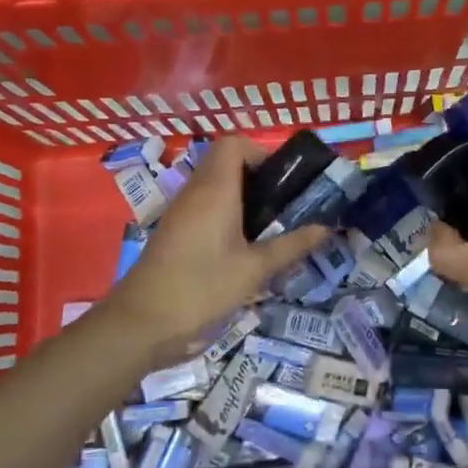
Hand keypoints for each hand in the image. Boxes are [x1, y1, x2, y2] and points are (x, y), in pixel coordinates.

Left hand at [107, 136, 326, 359]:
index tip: (282, 181)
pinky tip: (242, 245)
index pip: (233, 144)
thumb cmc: (201, 288)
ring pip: (213, 184)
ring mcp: (180, 211)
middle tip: (283, 203)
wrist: (141, 323)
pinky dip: (225, 212)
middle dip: (256, 176)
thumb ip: (291, 246)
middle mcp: (195, 192)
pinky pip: (203, 205)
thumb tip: (325, 228)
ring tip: (268, 224)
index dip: (260, 153)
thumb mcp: (254, 270)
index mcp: (215, 190)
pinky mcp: (174, 231)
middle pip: (225, 162)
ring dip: (241, 195)